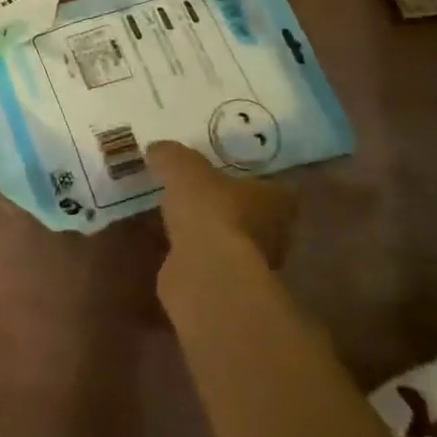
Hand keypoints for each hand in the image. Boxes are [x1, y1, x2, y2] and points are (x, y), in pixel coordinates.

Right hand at [148, 141, 296, 268]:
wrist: (205, 272)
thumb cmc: (210, 209)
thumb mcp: (183, 168)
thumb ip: (172, 156)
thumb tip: (158, 149)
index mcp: (278, 200)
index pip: (274, 185)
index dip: (252, 178)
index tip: (228, 173)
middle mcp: (276, 233)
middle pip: (255, 215)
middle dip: (229, 206)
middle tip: (201, 193)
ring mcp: (253, 265)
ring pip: (232, 240)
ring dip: (212, 232)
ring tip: (182, 218)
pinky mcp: (229, 287)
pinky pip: (211, 262)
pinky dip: (196, 255)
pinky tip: (175, 246)